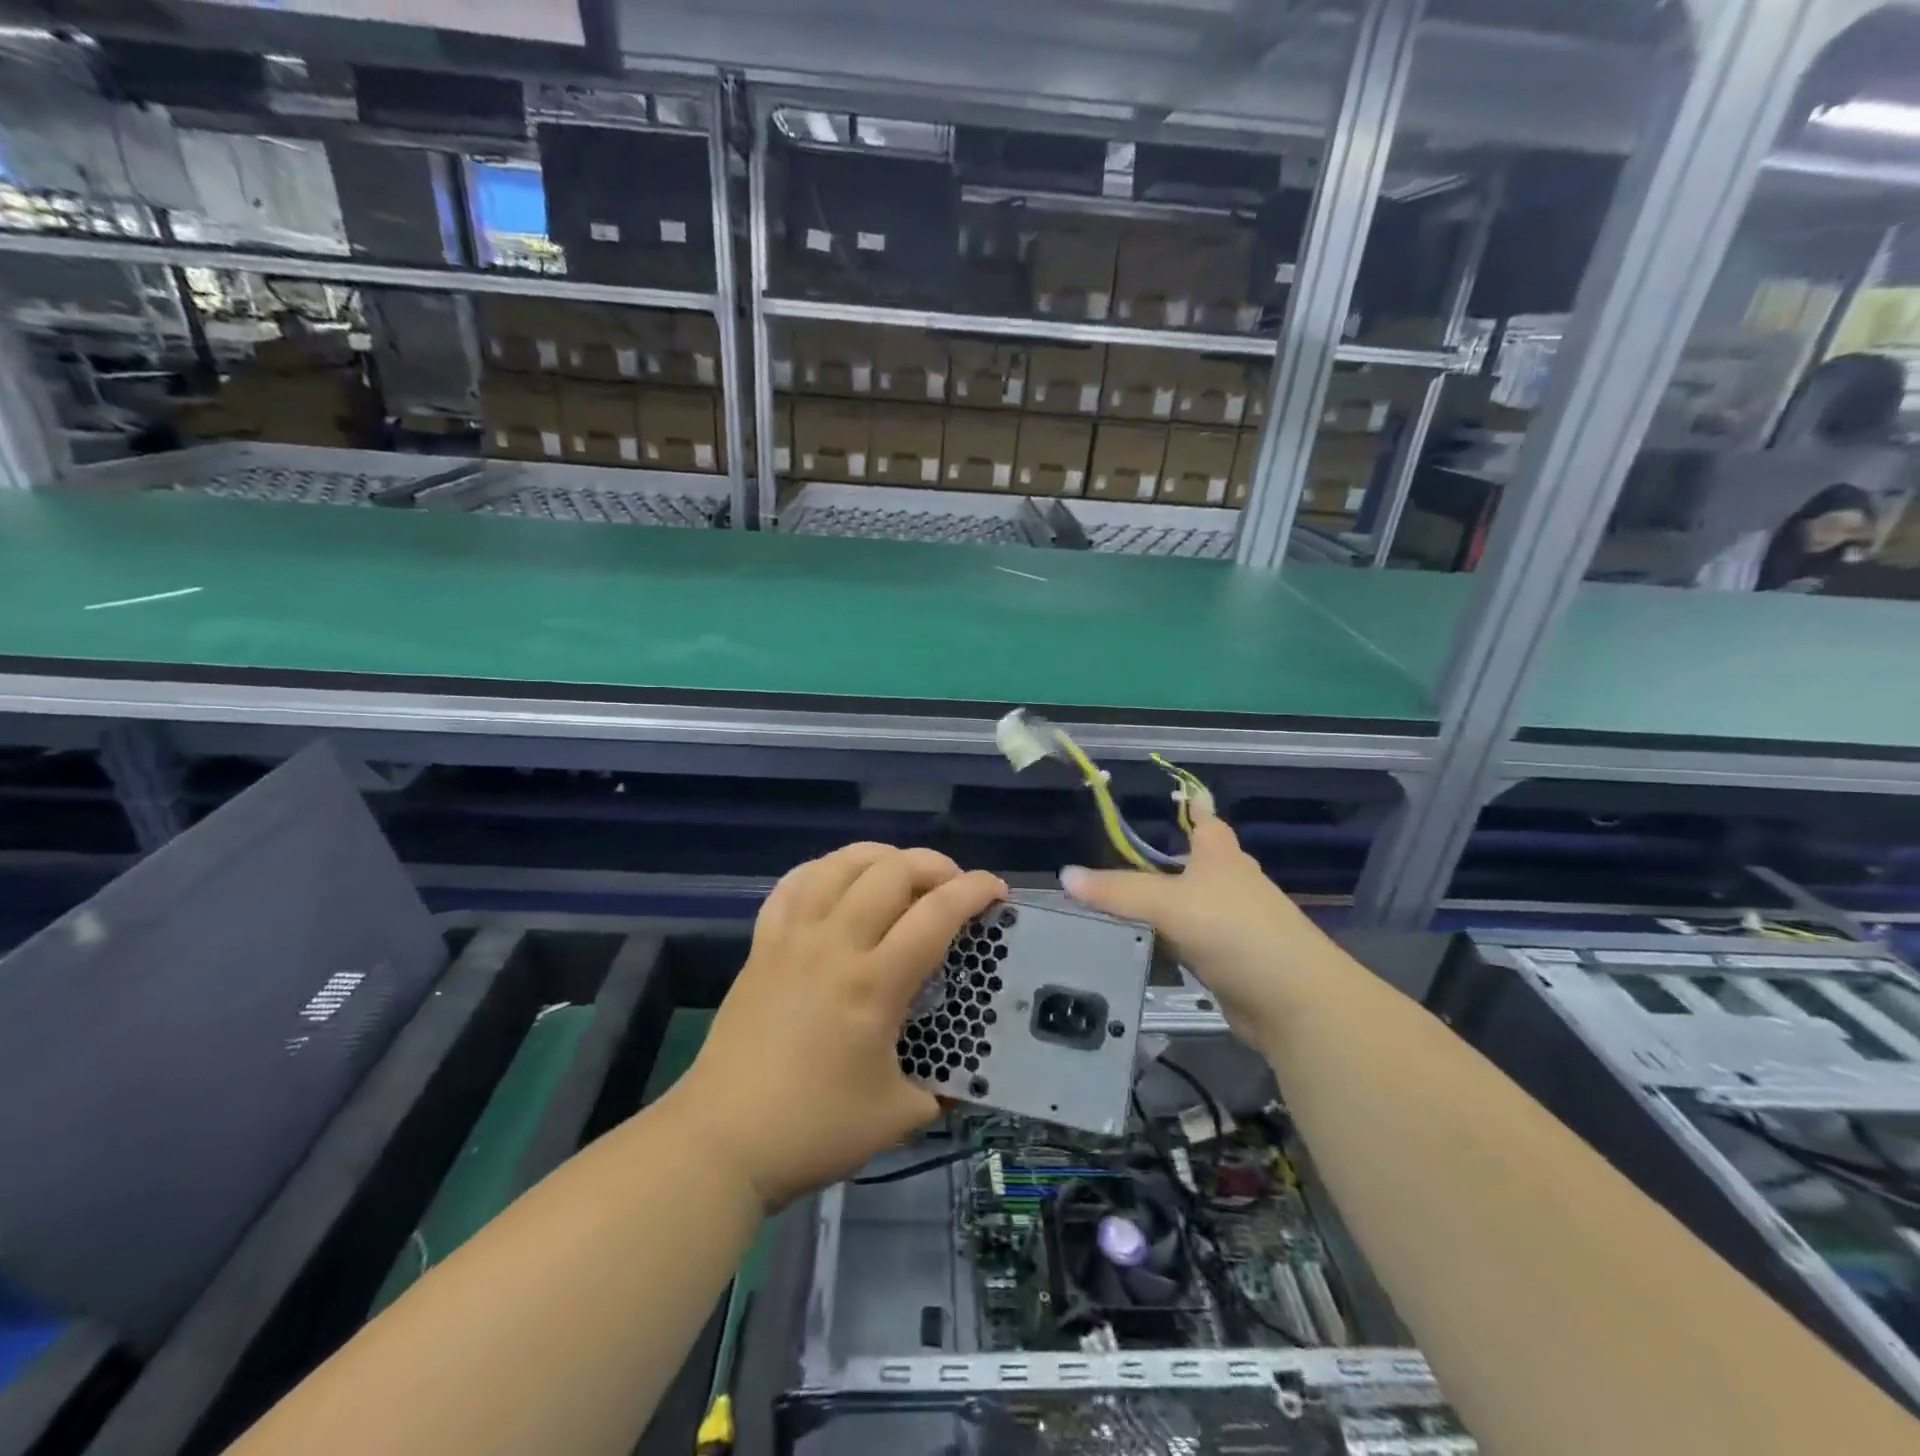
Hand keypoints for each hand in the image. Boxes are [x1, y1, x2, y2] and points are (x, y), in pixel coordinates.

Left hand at [668, 843, 1005, 1210]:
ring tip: (900, 874)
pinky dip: (823, 870)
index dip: (974, 891)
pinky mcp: (762, 945)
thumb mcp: (898, 1118)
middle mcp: (835, 944)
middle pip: (891, 871)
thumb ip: (943, 1090)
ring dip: (880, 856)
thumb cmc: (813, 1129)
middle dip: (934, 865)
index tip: (997, 891)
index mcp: (874, 983)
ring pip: (839, 864)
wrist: (722, 1141)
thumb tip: (969, 1079)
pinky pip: (792, 885)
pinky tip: (838, 881)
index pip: (936, 914)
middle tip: (953, 887)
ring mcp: (793, 938)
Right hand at [1061, 811, 1321, 1051]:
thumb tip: (1065, 875)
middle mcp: (1230, 885)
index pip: (1206, 821)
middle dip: (1166, 861)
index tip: (1175, 797)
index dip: (1191, 808)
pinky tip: (1140, 947)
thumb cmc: (1235, 932)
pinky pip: (1188, 944)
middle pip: (1196, 864)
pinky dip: (1167, 943)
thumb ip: (1117, 891)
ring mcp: (1233, 926)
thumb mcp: (1169, 904)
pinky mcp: (1229, 962)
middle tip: (1121, 858)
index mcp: (1221, 857)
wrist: (1292, 1002)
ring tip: (1116, 903)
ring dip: (1161, 906)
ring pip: (1189, 907)